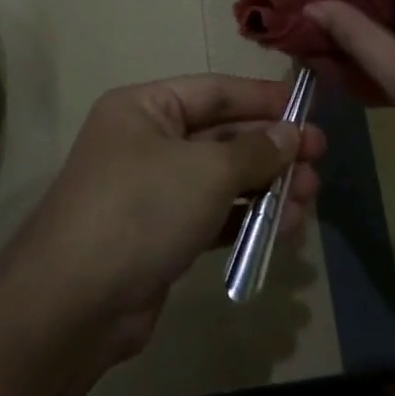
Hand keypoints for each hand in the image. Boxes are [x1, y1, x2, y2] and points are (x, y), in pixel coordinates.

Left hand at [13, 75, 324, 360]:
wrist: (75, 304)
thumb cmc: (141, 210)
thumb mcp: (206, 171)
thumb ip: (254, 151)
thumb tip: (291, 135)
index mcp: (146, 108)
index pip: (215, 91)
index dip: (263, 98)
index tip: (308, 108)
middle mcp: (147, 141)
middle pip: (222, 136)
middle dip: (272, 149)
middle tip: (319, 161)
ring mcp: (152, 191)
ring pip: (221, 179)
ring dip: (266, 187)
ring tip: (310, 199)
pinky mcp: (159, 235)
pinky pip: (212, 215)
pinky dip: (246, 218)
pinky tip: (284, 228)